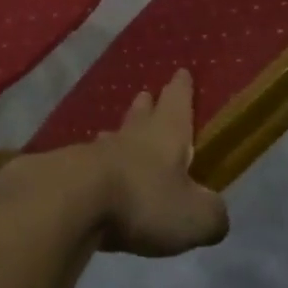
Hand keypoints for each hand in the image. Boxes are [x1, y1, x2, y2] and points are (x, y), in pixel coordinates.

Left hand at [84, 70, 228, 256]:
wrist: (73, 201)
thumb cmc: (144, 199)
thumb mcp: (195, 216)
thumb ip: (211, 213)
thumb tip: (214, 212)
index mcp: (167, 134)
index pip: (177, 102)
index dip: (182, 89)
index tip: (181, 72)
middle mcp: (133, 135)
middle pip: (142, 114)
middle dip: (148, 105)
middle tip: (146, 94)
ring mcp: (99, 151)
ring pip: (115, 136)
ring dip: (121, 132)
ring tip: (118, 130)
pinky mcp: (73, 171)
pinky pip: (92, 161)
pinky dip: (99, 162)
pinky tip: (95, 167)